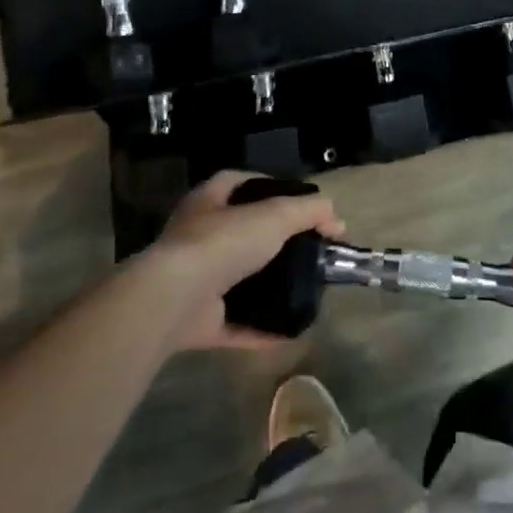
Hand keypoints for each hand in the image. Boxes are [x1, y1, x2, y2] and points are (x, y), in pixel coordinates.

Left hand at [144, 171, 345, 350]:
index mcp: (208, 202)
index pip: (239, 182)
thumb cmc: (223, 242)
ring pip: (238, 278)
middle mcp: (197, 236)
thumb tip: (337, 219)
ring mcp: (195, 279)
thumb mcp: (275, 215)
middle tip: (308, 248)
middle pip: (242, 232)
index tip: (298, 201)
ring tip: (304, 286)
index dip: (269, 186)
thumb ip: (309, 211)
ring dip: (267, 285)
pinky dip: (261, 328)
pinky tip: (289, 330)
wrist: (175, 298)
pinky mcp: (197, 319)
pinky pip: (236, 322)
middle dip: (273, 240)